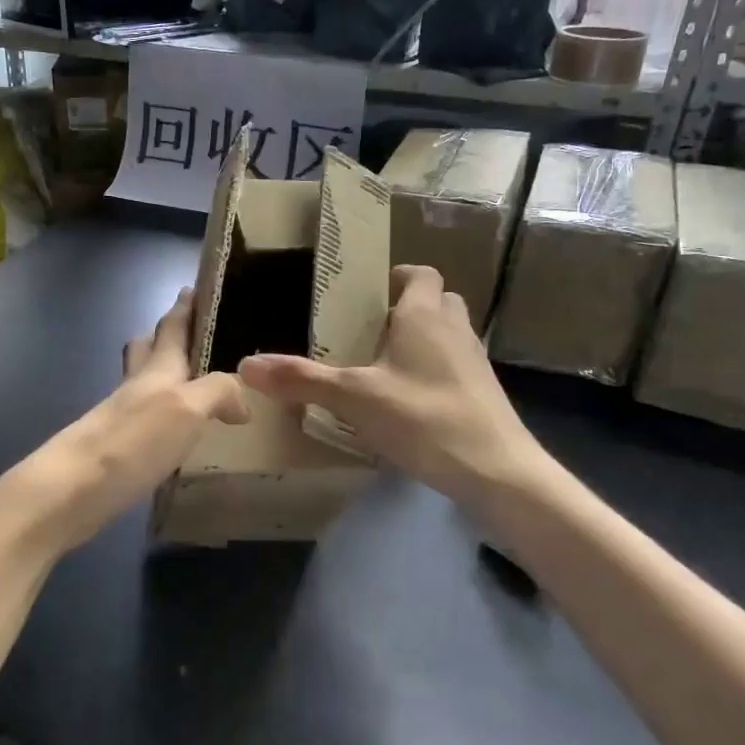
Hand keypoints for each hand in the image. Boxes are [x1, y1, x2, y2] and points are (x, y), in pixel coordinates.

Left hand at [2, 288, 248, 554]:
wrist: (73, 488)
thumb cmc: (134, 440)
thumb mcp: (188, 409)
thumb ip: (218, 393)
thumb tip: (241, 401)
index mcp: (157, 368)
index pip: (172, 326)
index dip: (185, 307)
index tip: (194, 286)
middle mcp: (137, 386)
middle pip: (147, 348)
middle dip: (165, 336)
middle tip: (192, 336)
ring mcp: (121, 416)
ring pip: (142, 382)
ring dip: (162, 376)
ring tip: (192, 386)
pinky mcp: (115, 447)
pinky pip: (143, 418)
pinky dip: (160, 415)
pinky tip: (175, 432)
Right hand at [238, 265, 563, 511]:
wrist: (497, 471)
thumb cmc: (423, 418)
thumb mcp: (354, 398)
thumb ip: (301, 380)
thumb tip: (246, 365)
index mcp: (423, 315)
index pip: (420, 273)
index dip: (397, 277)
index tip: (367, 295)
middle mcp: (453, 328)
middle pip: (436, 301)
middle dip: (406, 309)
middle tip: (369, 332)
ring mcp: (474, 360)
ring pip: (447, 333)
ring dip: (422, 340)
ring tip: (383, 366)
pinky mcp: (484, 392)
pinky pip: (455, 365)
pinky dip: (433, 370)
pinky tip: (408, 402)